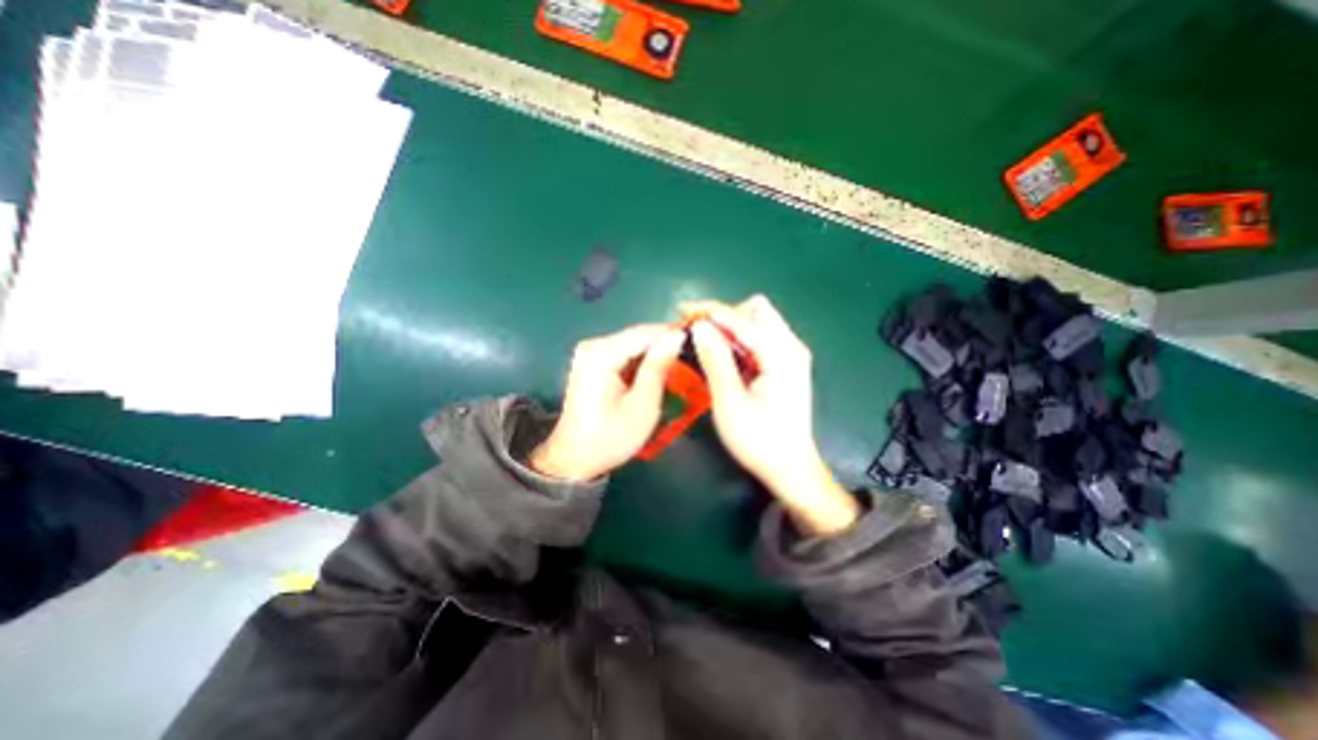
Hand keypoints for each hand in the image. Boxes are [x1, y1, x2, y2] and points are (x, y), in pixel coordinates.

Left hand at [529, 320, 684, 477]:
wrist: (576, 459)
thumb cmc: (610, 438)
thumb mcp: (643, 405)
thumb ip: (658, 367)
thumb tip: (676, 337)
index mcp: (600, 355)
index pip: (644, 333)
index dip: (673, 333)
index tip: (700, 339)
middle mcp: (592, 346)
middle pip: (637, 336)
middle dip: (665, 344)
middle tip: (693, 356)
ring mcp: (590, 353)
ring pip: (633, 344)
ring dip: (656, 354)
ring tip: (681, 365)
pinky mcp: (592, 362)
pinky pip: (624, 354)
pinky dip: (643, 362)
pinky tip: (659, 372)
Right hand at [685, 296, 860, 536]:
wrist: (790, 469)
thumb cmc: (759, 440)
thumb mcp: (730, 401)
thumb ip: (715, 360)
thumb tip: (700, 326)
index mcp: (781, 354)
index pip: (741, 319)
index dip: (709, 311)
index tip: (682, 312)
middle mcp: (791, 347)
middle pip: (756, 311)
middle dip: (724, 315)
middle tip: (697, 331)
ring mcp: (790, 355)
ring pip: (758, 323)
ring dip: (729, 327)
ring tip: (703, 341)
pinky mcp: (785, 365)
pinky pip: (759, 340)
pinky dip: (738, 341)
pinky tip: (721, 354)